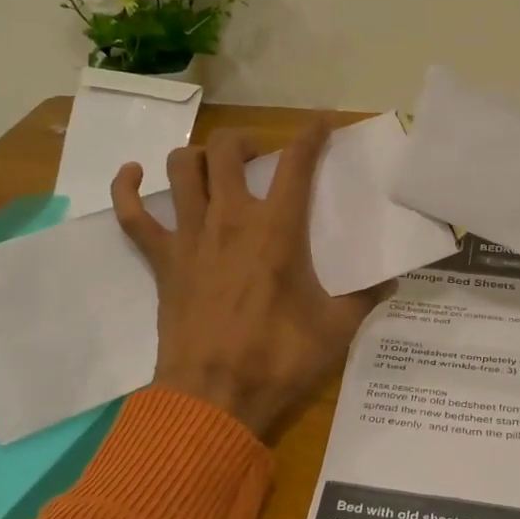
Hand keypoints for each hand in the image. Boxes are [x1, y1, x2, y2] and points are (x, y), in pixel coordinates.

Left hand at [112, 123, 391, 438]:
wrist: (215, 396)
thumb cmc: (279, 359)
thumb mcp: (337, 329)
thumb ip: (367, 299)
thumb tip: (393, 283)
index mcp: (277, 229)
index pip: (297, 163)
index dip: (312, 133)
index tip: (323, 121)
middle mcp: (230, 218)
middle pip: (226, 149)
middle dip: (245, 141)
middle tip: (259, 158)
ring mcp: (189, 236)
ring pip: (180, 168)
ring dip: (196, 157)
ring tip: (212, 168)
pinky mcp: (162, 260)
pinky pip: (131, 214)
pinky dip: (126, 189)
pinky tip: (132, 175)